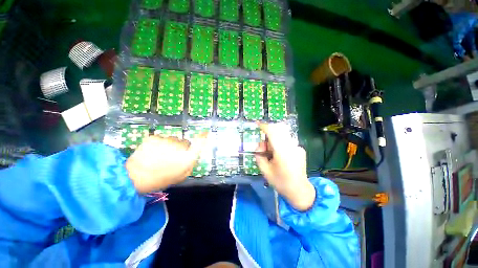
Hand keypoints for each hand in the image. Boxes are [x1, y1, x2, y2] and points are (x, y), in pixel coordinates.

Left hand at [125, 134, 206, 192]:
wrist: (135, 177)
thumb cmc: (162, 179)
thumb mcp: (182, 175)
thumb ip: (191, 163)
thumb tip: (194, 154)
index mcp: (187, 157)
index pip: (199, 143)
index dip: (203, 137)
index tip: (206, 132)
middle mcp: (179, 146)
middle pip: (184, 142)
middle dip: (181, 148)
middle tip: (173, 157)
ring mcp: (166, 140)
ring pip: (172, 140)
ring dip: (170, 145)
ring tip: (160, 156)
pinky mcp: (154, 137)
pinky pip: (161, 138)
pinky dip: (159, 144)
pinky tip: (152, 152)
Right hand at [255, 123, 315, 210]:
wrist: (299, 190)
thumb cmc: (280, 182)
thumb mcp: (265, 170)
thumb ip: (259, 155)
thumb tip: (260, 145)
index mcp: (282, 152)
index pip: (273, 132)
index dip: (264, 126)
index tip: (257, 124)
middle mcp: (291, 146)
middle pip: (279, 130)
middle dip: (269, 132)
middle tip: (263, 145)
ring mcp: (297, 147)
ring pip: (283, 135)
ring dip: (274, 139)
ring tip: (271, 152)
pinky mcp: (300, 149)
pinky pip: (287, 141)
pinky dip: (280, 143)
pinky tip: (280, 155)